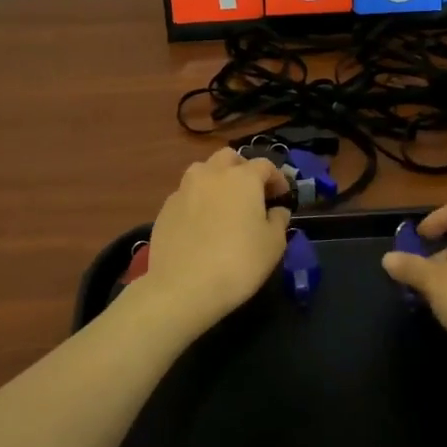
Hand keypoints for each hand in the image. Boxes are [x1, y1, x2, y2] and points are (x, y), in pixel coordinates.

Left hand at [136, 148, 291, 331]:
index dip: (277, 178)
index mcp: (242, 178)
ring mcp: (184, 190)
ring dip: (216, 180)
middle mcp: (211, 175)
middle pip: (229, 158)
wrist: (183, 287)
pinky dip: (198, 201)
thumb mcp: (274, 244)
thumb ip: (279, 221)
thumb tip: (277, 211)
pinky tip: (201, 224)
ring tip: (223, 203)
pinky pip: (186, 195)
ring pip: (202, 171)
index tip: (282, 196)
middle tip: (252, 192)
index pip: (265, 165)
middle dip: (243, 169)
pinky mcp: (165, 209)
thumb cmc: (238, 262)